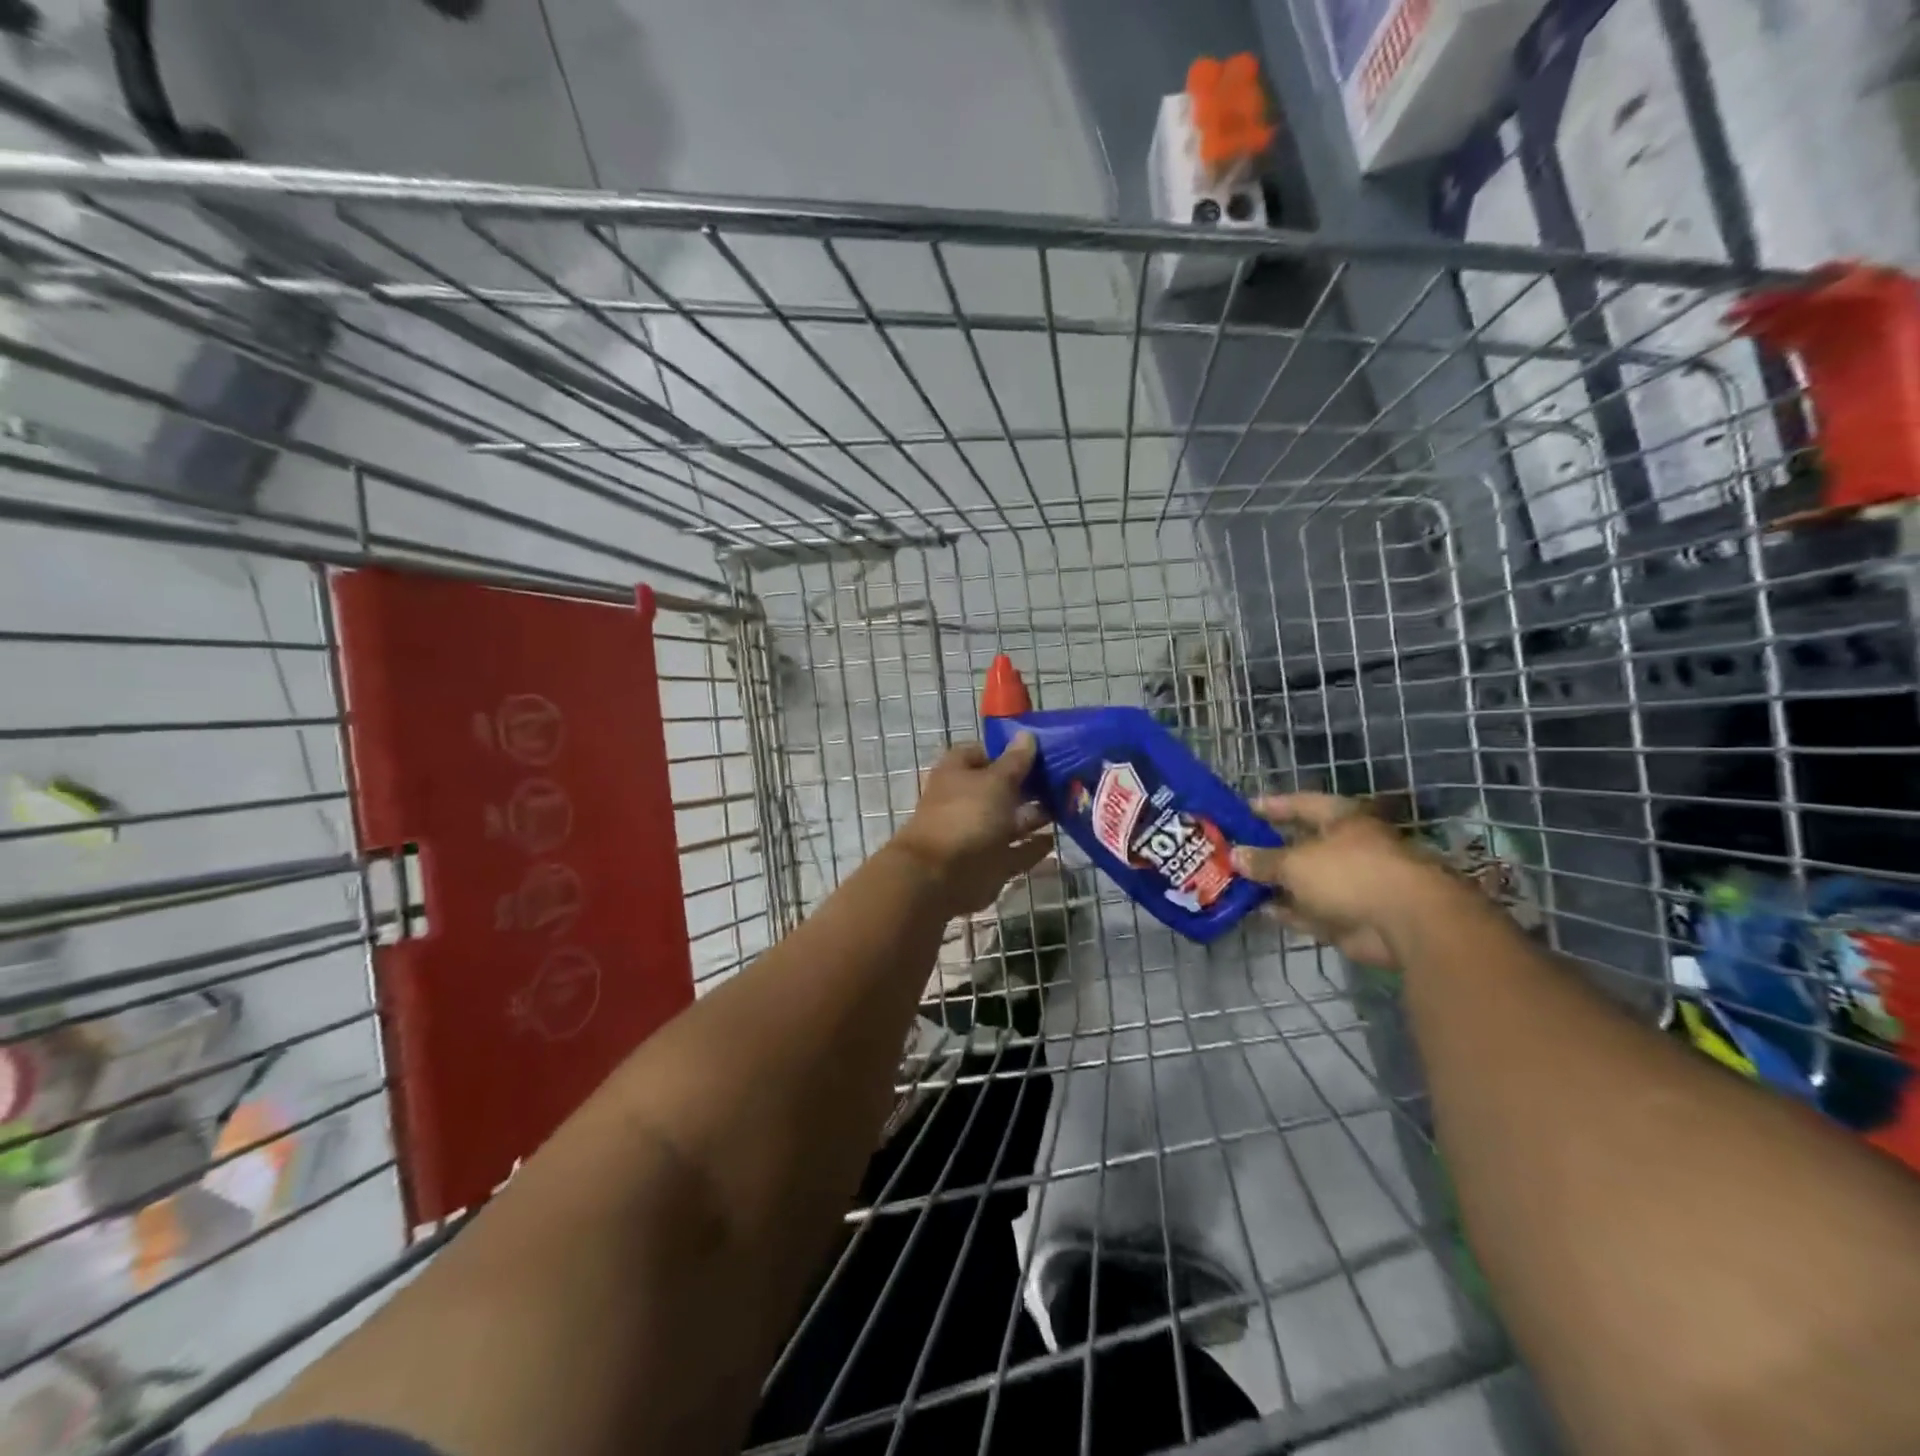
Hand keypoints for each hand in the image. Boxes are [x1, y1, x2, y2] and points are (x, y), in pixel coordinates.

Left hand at [889, 735, 1053, 916]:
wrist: (940, 877)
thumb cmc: (966, 816)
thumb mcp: (995, 782)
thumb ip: (1015, 762)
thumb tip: (1027, 736)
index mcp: (958, 773)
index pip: (981, 753)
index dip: (1006, 751)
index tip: (1038, 751)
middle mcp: (967, 801)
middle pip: (1000, 788)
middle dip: (1028, 785)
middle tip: (1065, 779)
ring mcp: (977, 834)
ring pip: (1010, 821)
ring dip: (1034, 816)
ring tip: (1066, 807)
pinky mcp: (990, 863)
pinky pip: (1016, 852)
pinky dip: (1033, 847)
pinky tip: (1055, 840)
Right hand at [1230, 793, 1451, 967]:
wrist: (1407, 923)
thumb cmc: (1350, 873)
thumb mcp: (1295, 862)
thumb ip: (1264, 860)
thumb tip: (1235, 855)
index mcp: (1342, 819)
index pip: (1301, 804)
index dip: (1272, 806)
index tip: (1243, 809)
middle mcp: (1348, 848)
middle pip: (1302, 845)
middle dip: (1269, 849)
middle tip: (1234, 851)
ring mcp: (1351, 885)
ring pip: (1305, 881)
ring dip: (1276, 884)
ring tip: (1239, 883)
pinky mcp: (1351, 917)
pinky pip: (1312, 910)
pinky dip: (1290, 911)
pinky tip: (1262, 911)